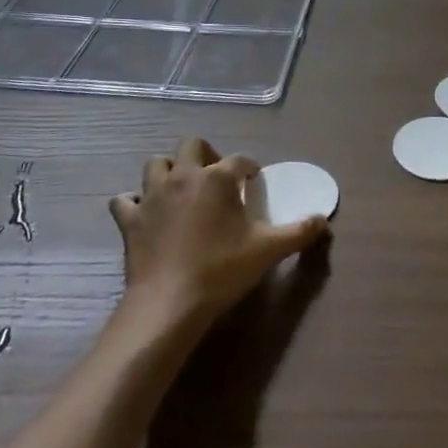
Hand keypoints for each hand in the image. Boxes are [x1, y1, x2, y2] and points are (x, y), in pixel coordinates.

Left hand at [110, 137, 329, 325]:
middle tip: (217, 177)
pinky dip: (134, 202)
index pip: (239, 160)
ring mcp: (152, 196)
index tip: (254, 180)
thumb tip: (323, 221)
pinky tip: (146, 214)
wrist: (169, 302)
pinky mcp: (130, 219)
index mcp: (217, 179)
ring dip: (169, 170)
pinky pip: (125, 200)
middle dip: (206, 154)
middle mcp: (183, 176)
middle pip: (192, 145)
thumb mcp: (268, 250)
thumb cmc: (222, 270)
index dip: (249, 168)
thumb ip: (299, 232)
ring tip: (182, 189)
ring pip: (156, 164)